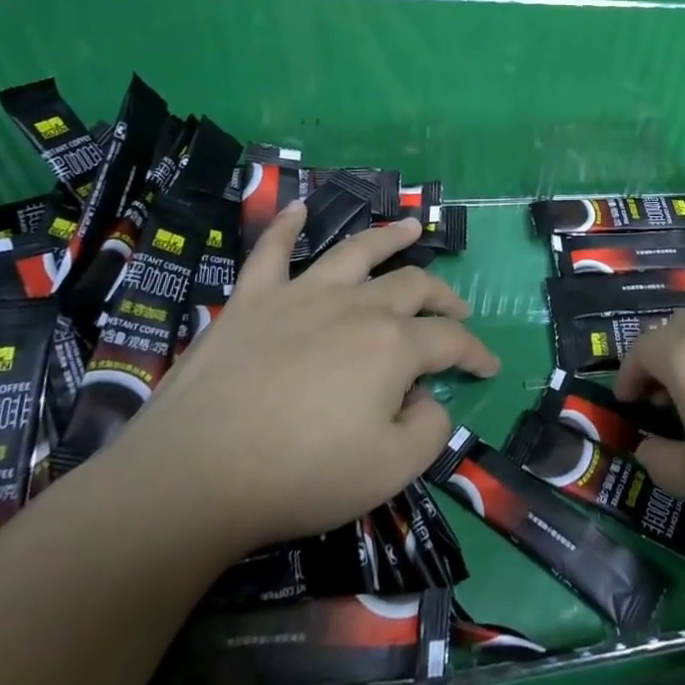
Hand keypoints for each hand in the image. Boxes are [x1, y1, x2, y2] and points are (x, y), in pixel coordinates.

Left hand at [109, 203, 498, 556]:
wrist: (194, 475)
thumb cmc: (300, 475)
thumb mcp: (390, 470)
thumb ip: (429, 429)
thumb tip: (430, 399)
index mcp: (393, 345)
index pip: (450, 340)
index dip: (476, 352)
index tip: (490, 366)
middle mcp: (356, 306)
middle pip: (413, 287)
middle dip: (443, 297)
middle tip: (458, 310)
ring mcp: (301, 296)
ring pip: (356, 252)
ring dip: (387, 236)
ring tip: (409, 227)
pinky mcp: (251, 300)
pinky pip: (270, 252)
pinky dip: (286, 227)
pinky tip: (298, 209)